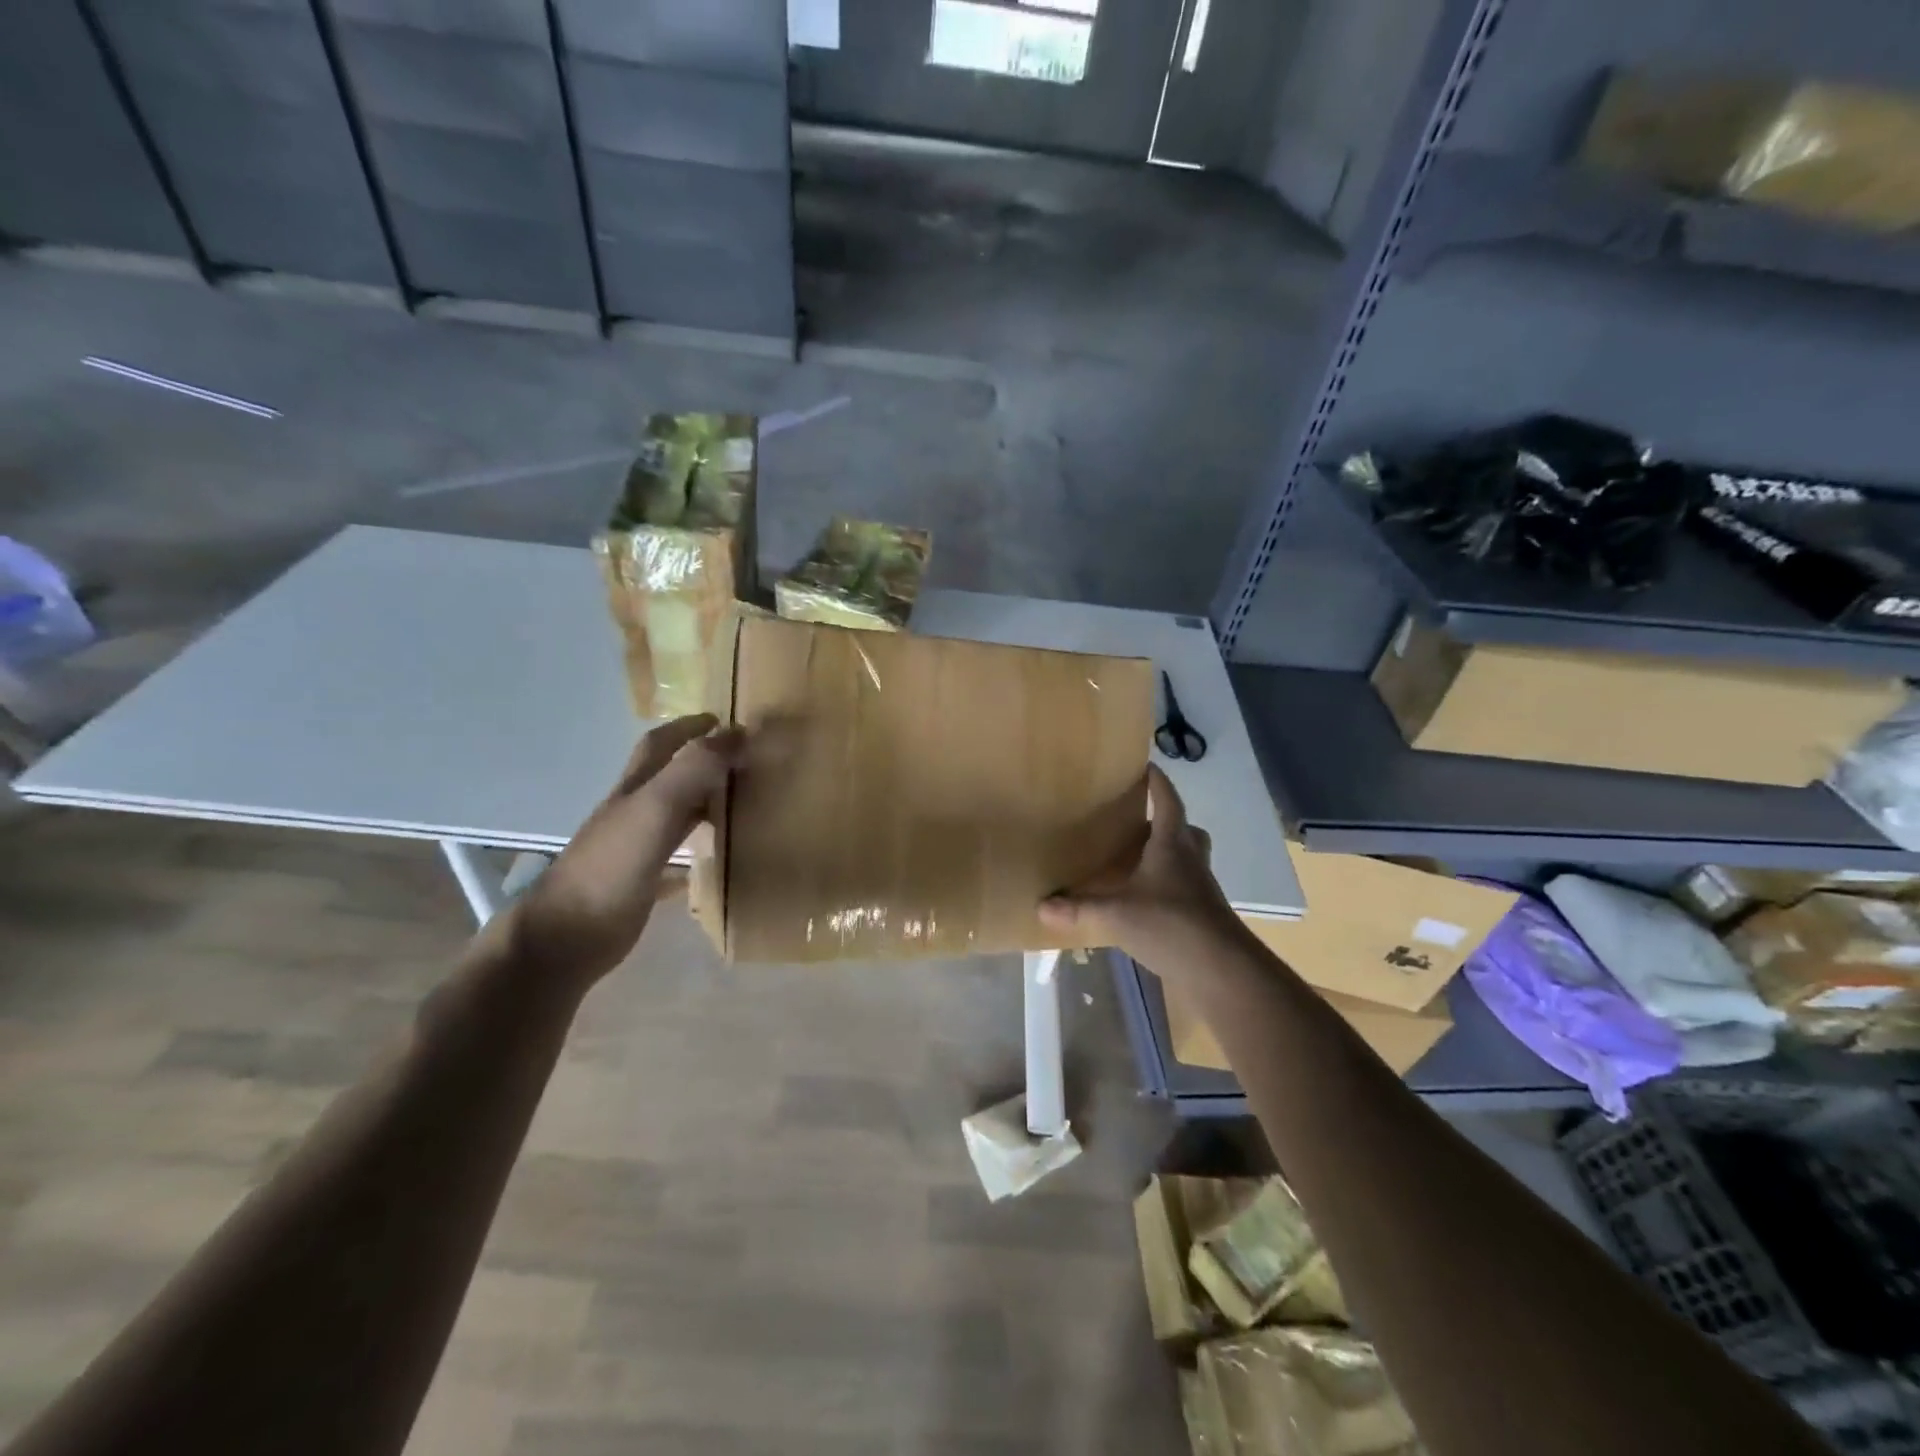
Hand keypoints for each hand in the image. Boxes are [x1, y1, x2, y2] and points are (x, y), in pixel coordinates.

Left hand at [505, 714, 742, 983]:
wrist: (567, 935)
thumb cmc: (611, 865)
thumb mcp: (655, 807)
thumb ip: (693, 770)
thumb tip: (738, 734)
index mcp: (635, 788)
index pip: (661, 744)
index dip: (689, 727)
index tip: (724, 721)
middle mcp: (634, 812)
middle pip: (669, 776)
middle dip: (700, 761)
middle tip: (742, 760)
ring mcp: (636, 848)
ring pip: (676, 814)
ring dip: (703, 802)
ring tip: (742, 802)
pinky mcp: (642, 882)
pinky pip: (677, 857)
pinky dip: (699, 851)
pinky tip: (721, 859)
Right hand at [1038, 765, 1249, 977]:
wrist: (1221, 969)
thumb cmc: (1170, 925)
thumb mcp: (1116, 915)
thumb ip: (1079, 909)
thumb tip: (1041, 905)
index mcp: (1172, 845)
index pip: (1167, 801)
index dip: (1158, 783)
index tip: (1147, 767)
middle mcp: (1191, 859)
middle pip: (1185, 829)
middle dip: (1166, 820)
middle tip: (1140, 820)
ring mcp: (1201, 887)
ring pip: (1189, 858)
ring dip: (1170, 853)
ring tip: (1140, 860)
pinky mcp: (1204, 913)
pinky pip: (1186, 887)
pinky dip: (1169, 885)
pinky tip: (1147, 900)